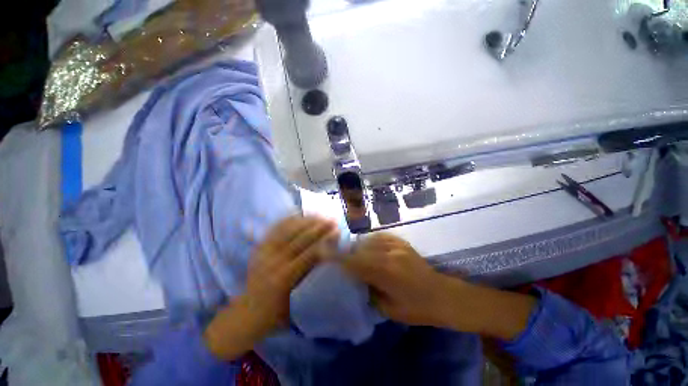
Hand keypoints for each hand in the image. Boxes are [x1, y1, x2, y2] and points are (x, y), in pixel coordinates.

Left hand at [204, 216, 338, 359]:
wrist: (250, 312)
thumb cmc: (279, 310)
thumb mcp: (299, 298)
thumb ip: (311, 275)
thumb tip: (327, 254)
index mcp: (285, 277)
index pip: (309, 253)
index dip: (325, 240)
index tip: (337, 232)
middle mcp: (274, 261)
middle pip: (300, 238)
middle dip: (319, 227)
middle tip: (332, 221)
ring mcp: (265, 251)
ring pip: (288, 229)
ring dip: (306, 221)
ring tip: (320, 216)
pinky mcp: (260, 246)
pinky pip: (276, 228)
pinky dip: (289, 219)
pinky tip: (301, 215)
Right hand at [342, 233, 536, 339]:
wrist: (442, 295)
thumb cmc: (416, 308)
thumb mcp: (388, 308)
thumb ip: (369, 290)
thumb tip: (355, 278)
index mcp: (386, 273)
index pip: (355, 262)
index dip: (337, 256)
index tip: (323, 250)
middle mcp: (390, 254)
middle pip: (360, 248)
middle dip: (348, 251)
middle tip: (340, 256)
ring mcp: (397, 245)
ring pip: (369, 240)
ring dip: (360, 246)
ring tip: (357, 253)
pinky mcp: (402, 242)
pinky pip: (380, 237)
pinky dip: (372, 242)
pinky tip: (371, 248)